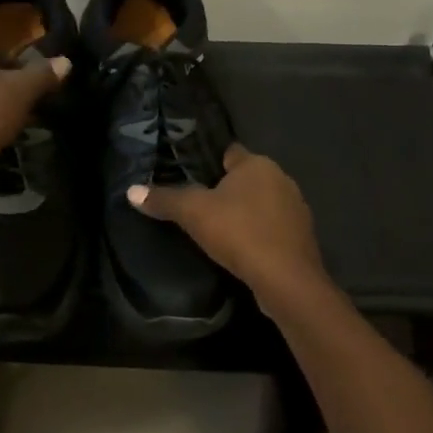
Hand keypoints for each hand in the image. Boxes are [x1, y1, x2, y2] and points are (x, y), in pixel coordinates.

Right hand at [127, 143, 325, 297]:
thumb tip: (131, 191)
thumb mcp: (193, 213)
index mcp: (257, 164)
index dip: (207, 162)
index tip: (188, 175)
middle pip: (245, 178)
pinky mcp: (301, 237)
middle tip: (196, 205)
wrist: (287, 280)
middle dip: (224, 190)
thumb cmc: (240, 233)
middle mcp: (281, 179)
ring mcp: (295, 208)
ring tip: (215, 228)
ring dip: (243, 213)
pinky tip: (240, 248)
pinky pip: (271, 227)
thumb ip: (164, 199)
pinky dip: (256, 233)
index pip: (228, 152)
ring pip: (260, 203)